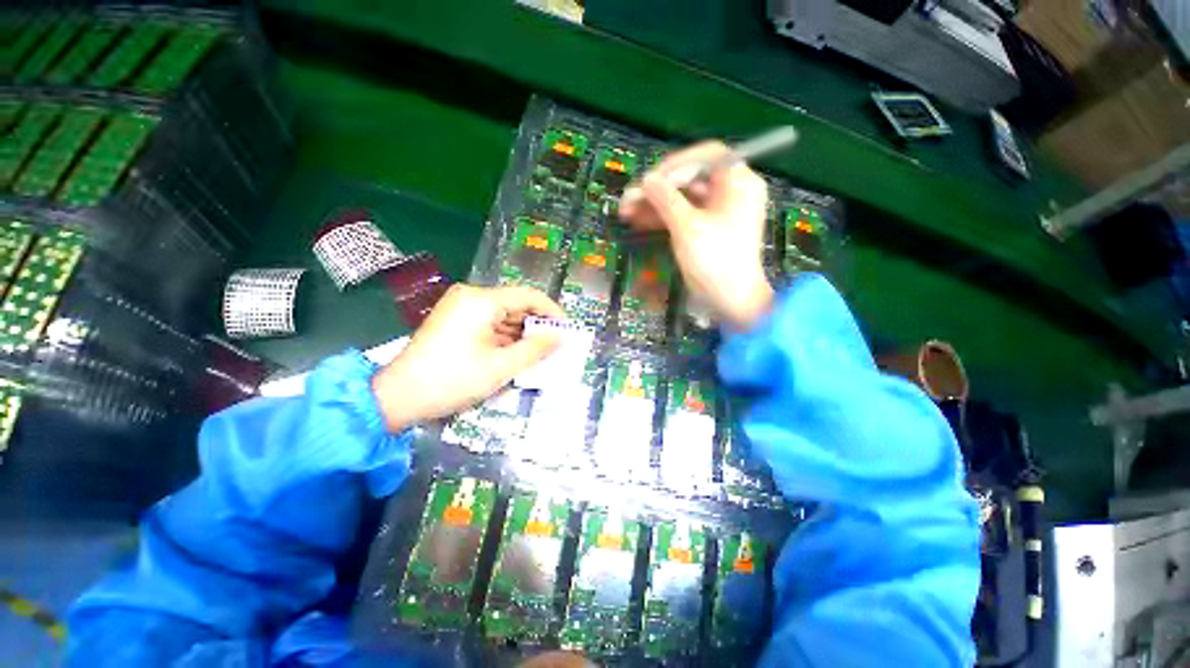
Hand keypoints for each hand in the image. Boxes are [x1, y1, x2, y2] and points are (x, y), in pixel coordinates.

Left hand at [371, 284, 563, 431]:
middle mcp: (471, 296)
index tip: (566, 331)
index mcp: (482, 300)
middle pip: (516, 304)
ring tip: (537, 355)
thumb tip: (561, 337)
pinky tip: (515, 355)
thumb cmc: (453, 380)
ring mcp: (461, 307)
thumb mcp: (501, 366)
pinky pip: (490, 323)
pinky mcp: (455, 320)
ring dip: (522, 334)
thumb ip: (536, 349)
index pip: (529, 295)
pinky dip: (505, 338)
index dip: (552, 312)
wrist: (398, 397)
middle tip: (554, 348)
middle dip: (537, 326)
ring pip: (504, 315)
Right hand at [619, 141, 773, 329]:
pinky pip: (683, 216)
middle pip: (690, 179)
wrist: (731, 300)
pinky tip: (639, 221)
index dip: (675, 164)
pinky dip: (663, 218)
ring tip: (626, 212)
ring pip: (682, 199)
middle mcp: (730, 192)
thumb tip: (647, 179)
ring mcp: (718, 212)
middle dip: (658, 188)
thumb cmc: (715, 260)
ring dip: (655, 204)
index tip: (649, 179)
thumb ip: (666, 198)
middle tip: (629, 199)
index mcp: (737, 182)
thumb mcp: (687, 226)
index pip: (706, 156)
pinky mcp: (707, 230)